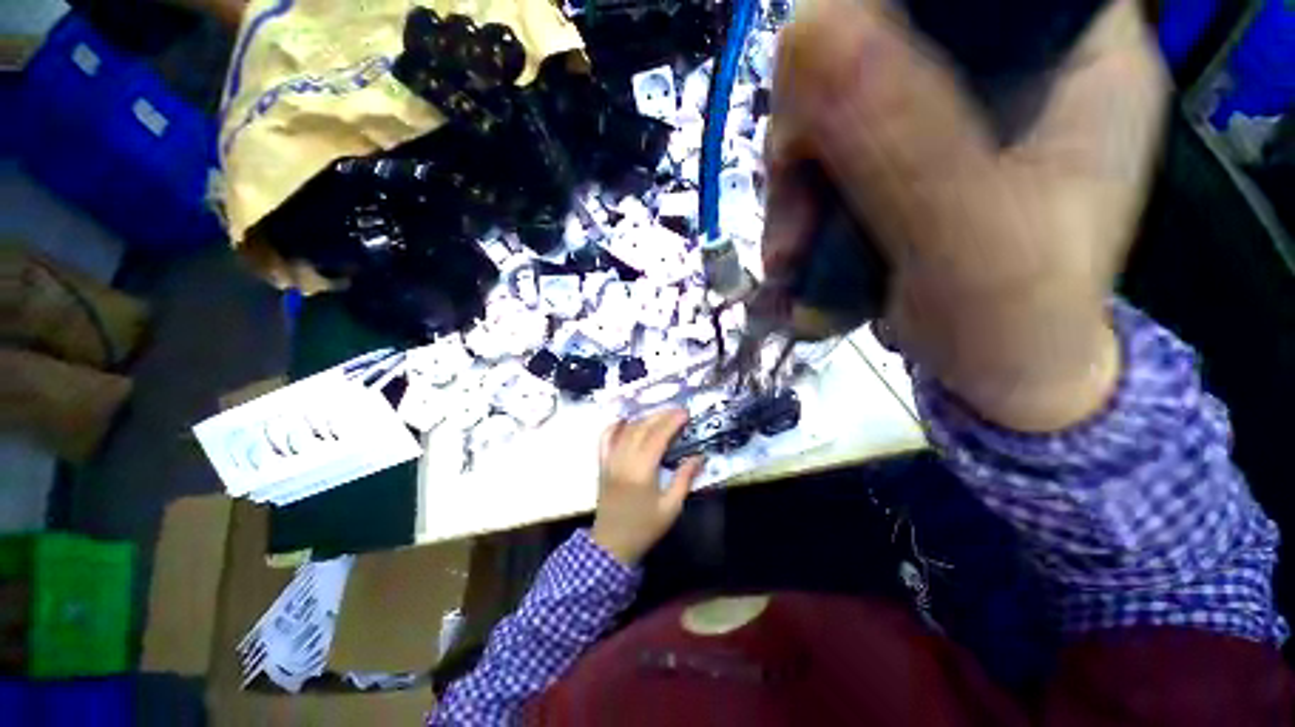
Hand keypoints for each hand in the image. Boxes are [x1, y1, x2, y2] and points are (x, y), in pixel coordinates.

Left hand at [591, 409, 703, 565]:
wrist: (612, 545)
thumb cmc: (644, 527)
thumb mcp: (671, 507)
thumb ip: (684, 479)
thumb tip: (699, 457)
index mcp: (641, 471)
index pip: (657, 437)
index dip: (672, 422)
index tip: (685, 413)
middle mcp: (623, 460)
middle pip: (642, 428)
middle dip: (661, 416)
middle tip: (677, 410)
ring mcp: (610, 460)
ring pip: (626, 430)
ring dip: (644, 418)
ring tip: (660, 414)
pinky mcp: (602, 464)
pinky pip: (605, 439)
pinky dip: (615, 426)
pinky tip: (625, 419)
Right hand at [763, 0, 1167, 430]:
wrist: (998, 381)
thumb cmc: (1013, 324)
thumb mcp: (968, 239)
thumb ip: (901, 139)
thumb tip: (807, 30)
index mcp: (1072, 45)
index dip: (877, 12)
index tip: (825, 93)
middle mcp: (1006, 61)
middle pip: (874, 31)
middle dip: (811, 125)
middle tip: (797, 216)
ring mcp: (942, 112)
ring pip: (831, 102)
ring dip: (792, 184)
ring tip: (790, 259)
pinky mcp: (898, 159)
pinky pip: (822, 155)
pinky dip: (795, 206)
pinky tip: (793, 258)